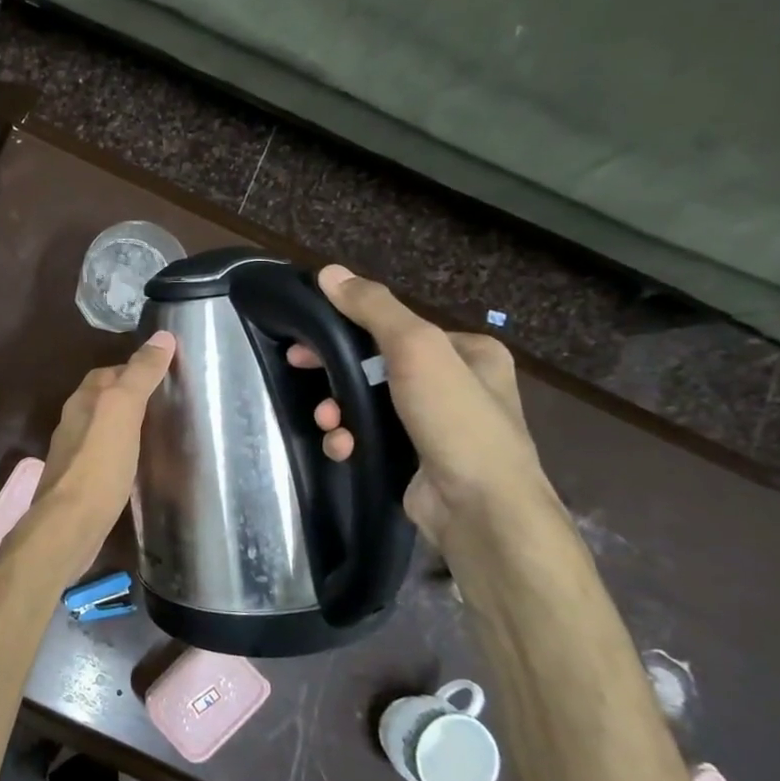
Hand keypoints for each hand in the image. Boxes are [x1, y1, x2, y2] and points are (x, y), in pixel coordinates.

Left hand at [27, 330, 176, 580]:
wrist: (70, 523)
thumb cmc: (98, 464)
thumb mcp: (123, 409)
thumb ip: (140, 374)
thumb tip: (162, 337)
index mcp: (82, 400)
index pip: (108, 372)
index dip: (134, 368)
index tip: (164, 373)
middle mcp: (72, 422)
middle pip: (102, 399)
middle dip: (129, 396)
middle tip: (165, 403)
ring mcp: (73, 454)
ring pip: (101, 428)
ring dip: (124, 425)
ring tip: (157, 432)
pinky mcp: (79, 482)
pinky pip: (102, 456)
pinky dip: (120, 452)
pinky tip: (137, 464)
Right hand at [290, 265, 560, 547]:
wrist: (480, 508)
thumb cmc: (454, 419)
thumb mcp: (415, 348)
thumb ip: (373, 308)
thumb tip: (329, 271)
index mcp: (469, 352)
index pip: (397, 328)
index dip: (347, 328)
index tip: (309, 336)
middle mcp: (457, 385)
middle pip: (376, 365)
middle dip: (336, 372)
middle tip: (299, 369)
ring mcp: (436, 426)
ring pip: (368, 403)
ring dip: (338, 409)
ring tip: (329, 422)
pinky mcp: (415, 460)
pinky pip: (371, 437)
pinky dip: (350, 439)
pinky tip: (343, 448)